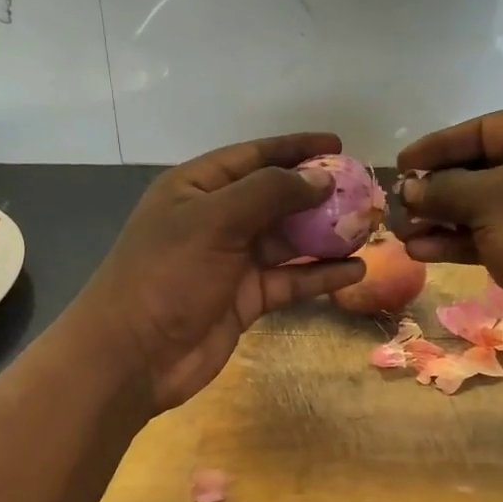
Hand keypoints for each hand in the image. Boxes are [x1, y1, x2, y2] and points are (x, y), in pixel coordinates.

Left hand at [70, 133, 363, 412]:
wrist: (133, 356)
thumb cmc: (167, 274)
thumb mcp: (214, 221)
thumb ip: (269, 193)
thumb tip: (321, 178)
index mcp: (197, 188)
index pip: (253, 156)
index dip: (296, 148)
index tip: (338, 146)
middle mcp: (216, 219)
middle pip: (276, 198)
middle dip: (318, 195)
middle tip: (364, 192)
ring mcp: (232, 261)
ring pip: (288, 241)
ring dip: (325, 236)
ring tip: (369, 230)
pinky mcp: (246, 298)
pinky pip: (290, 279)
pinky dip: (320, 275)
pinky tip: (355, 270)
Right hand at [395, 108, 502, 364]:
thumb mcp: (491, 201)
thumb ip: (443, 188)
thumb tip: (408, 188)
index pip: (484, 129)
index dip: (437, 146)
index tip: (400, 165)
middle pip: (482, 168)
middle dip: (436, 189)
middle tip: (397, 205)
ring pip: (484, 205)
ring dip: (441, 219)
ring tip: (401, 233)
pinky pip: (493, 233)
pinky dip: (459, 241)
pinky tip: (421, 251)